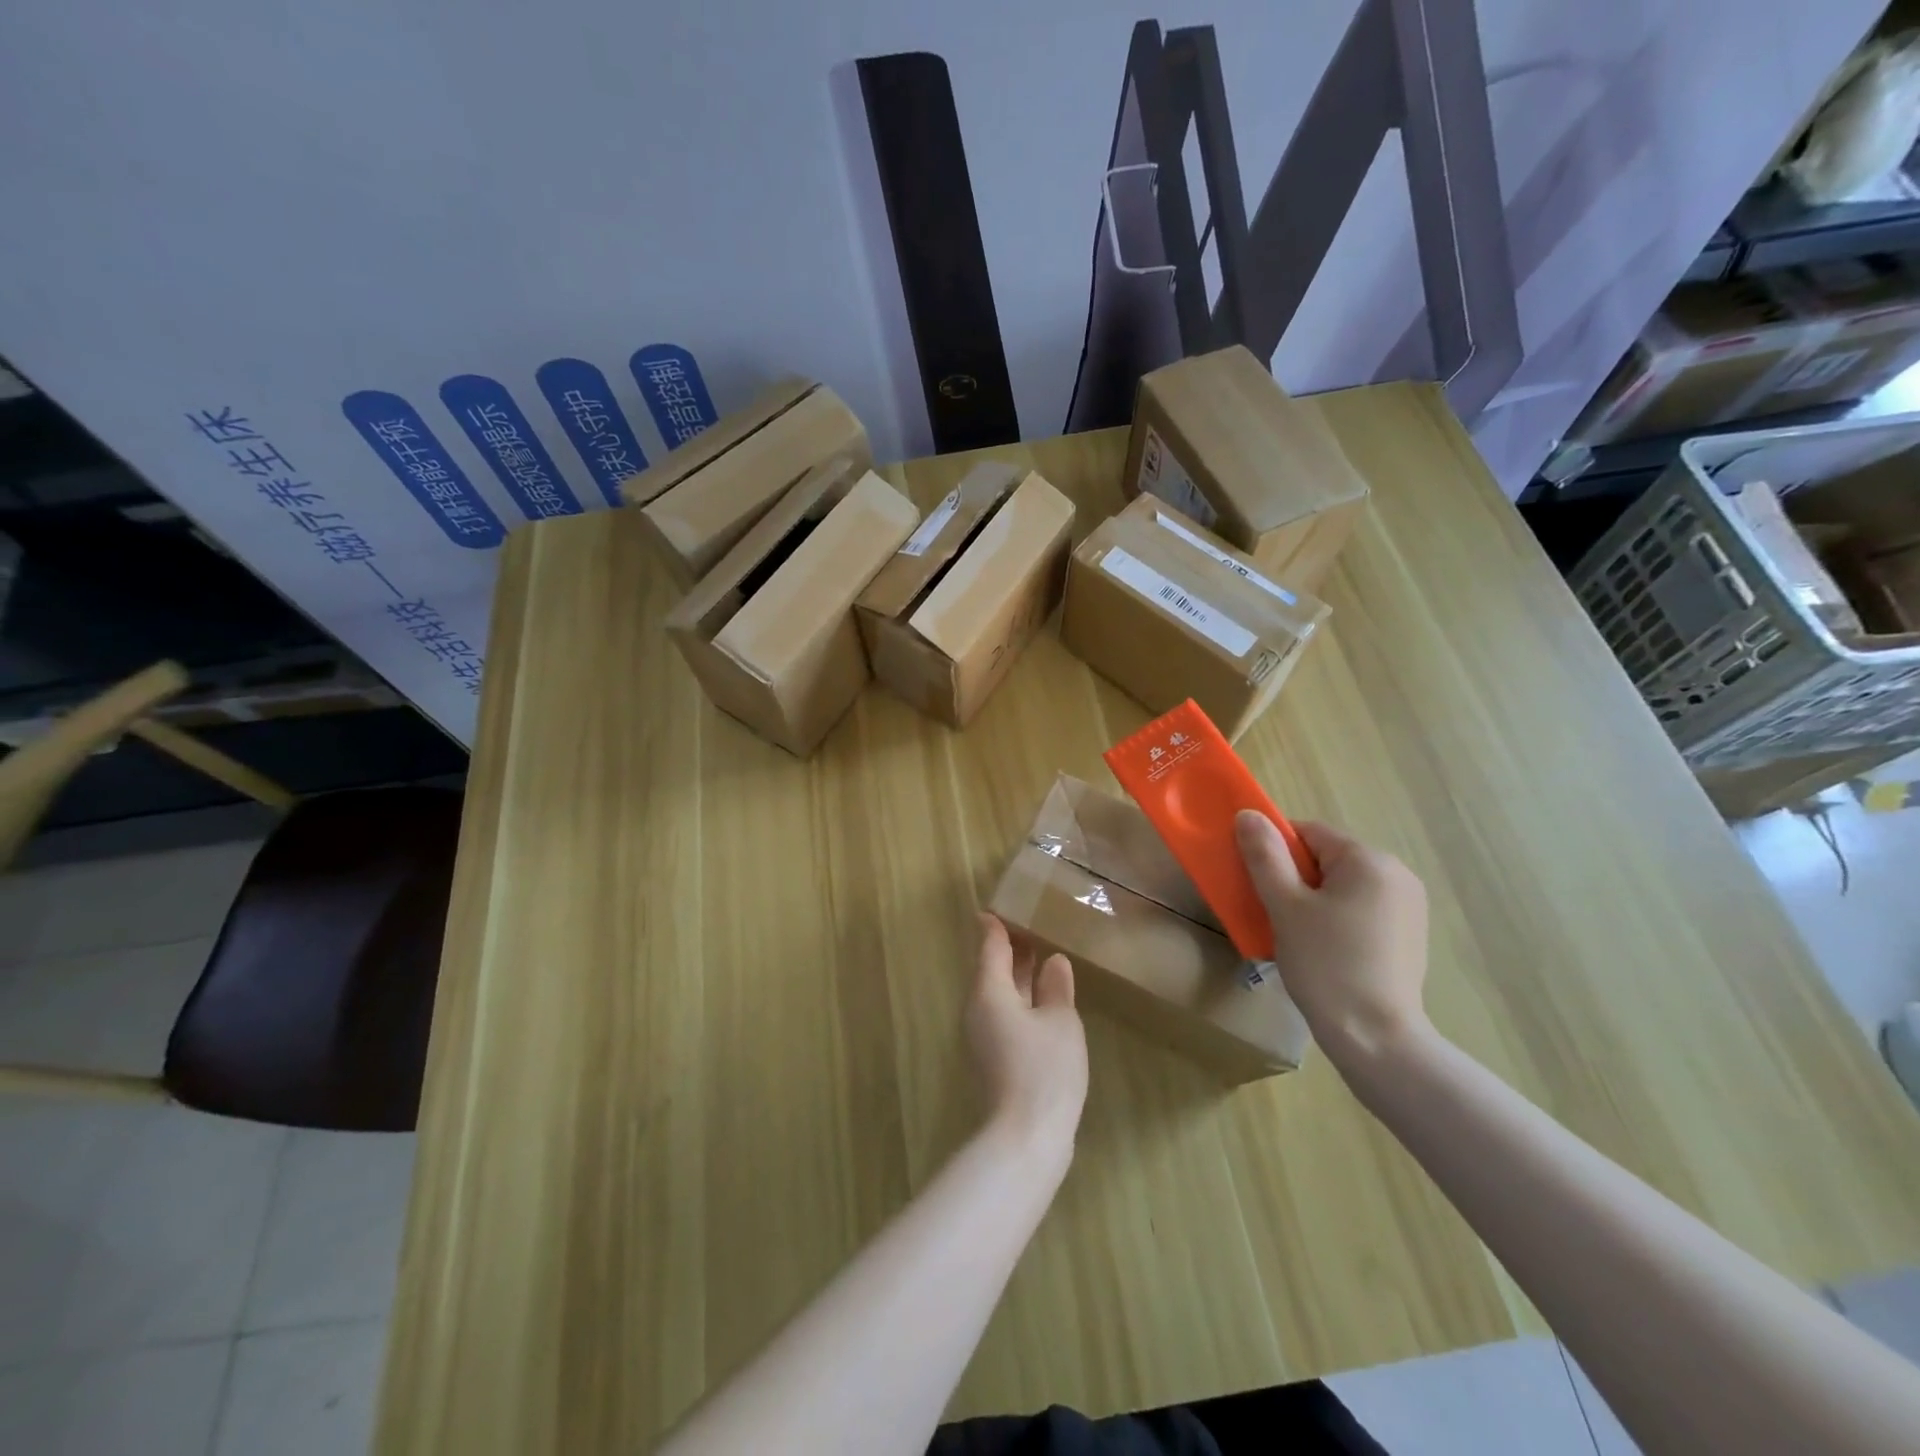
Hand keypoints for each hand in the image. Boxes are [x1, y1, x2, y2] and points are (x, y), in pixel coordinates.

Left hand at [965, 915, 1087, 1161]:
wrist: (1026, 1138)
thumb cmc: (1044, 1069)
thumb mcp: (1060, 1021)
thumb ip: (1056, 988)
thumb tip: (1054, 962)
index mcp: (989, 992)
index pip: (990, 947)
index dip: (996, 927)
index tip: (999, 908)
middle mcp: (978, 1010)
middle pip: (990, 970)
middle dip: (1008, 949)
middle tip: (1028, 925)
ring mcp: (983, 1037)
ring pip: (998, 994)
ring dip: (1016, 974)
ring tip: (1040, 956)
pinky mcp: (994, 1058)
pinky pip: (1003, 1014)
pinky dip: (1019, 999)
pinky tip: (1041, 1001)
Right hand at [1235, 812, 1430, 1067]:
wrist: (1376, 1037)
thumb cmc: (1326, 964)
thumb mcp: (1285, 906)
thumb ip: (1265, 856)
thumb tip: (1248, 815)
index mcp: (1368, 860)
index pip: (1309, 832)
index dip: (1276, 850)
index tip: (1257, 882)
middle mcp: (1396, 873)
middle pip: (1328, 857)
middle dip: (1295, 877)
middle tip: (1274, 912)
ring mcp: (1409, 905)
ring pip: (1343, 884)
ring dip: (1315, 899)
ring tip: (1297, 935)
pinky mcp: (1410, 933)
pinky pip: (1361, 907)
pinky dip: (1337, 917)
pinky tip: (1325, 950)